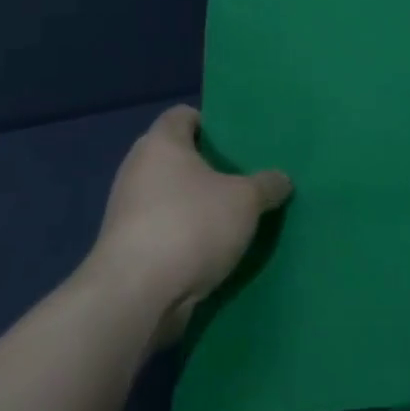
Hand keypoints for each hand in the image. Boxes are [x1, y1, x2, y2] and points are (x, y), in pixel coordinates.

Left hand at [89, 105, 291, 342]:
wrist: (136, 295)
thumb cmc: (191, 226)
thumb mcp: (245, 200)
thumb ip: (267, 185)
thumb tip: (281, 179)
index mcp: (161, 143)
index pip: (183, 115)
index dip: (212, 123)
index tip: (238, 142)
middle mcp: (138, 169)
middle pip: (177, 157)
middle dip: (209, 168)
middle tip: (246, 179)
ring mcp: (128, 210)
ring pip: (171, 196)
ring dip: (198, 205)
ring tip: (235, 216)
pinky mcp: (128, 247)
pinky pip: (165, 229)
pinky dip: (186, 235)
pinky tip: (214, 249)